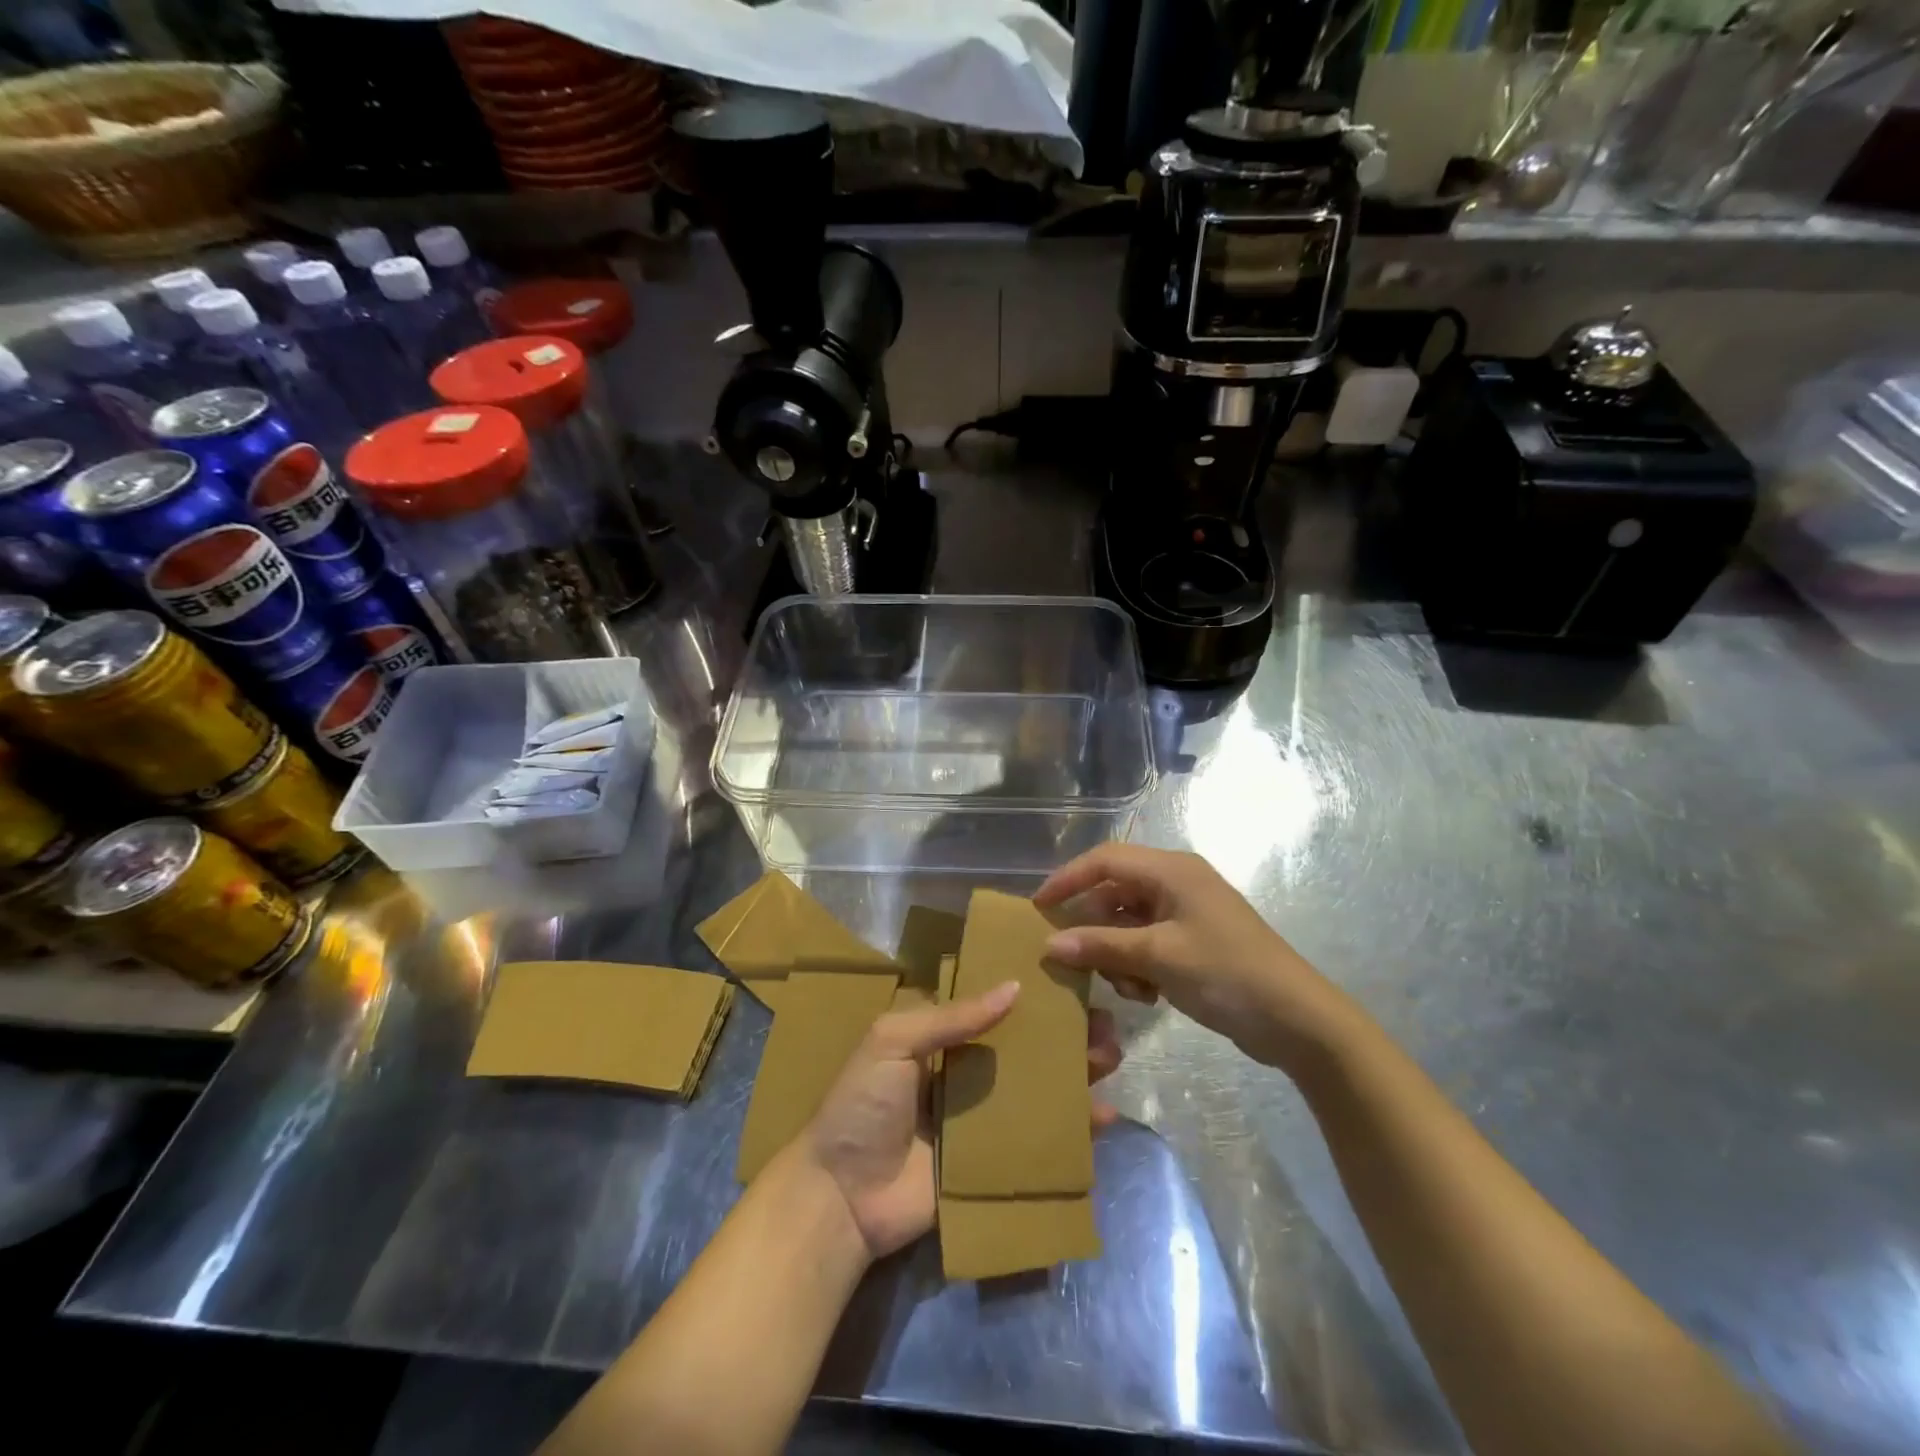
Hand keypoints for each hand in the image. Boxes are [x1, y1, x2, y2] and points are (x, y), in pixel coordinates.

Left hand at [801, 983, 1122, 1260]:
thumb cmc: (861, 1106)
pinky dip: (1073, 1130)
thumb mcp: (894, 1042)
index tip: (1071, 980)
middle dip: (1064, 1036)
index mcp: (942, 1040)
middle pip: (1026, 1049)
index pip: (994, 1008)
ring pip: (1039, 1090)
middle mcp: (968, 1074)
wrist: (841, 1198)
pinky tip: (1104, 1118)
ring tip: (1110, 1058)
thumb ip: (951, 1017)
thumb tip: (1014, 988)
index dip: (1031, 995)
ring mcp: (983, 1120)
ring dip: (1076, 1075)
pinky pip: (1039, 1140)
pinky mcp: (994, 1163)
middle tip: (1104, 1024)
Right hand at [1035, 844, 1356, 1074]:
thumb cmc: (1225, 974)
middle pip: (1115, 893)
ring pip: (1129, 922)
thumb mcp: (1157, 958)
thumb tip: (1050, 944)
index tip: (1038, 907)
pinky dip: (1138, 965)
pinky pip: (1148, 943)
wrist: (1296, 1019)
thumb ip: (1101, 946)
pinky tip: (1147, 994)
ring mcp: (1187, 913)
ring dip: (1117, 953)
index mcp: (1171, 870)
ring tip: (1127, 987)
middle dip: (1095, 927)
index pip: (1105, 860)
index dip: (1068, 879)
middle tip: (1075, 960)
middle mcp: (1177, 882)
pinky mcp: (1194, 941)